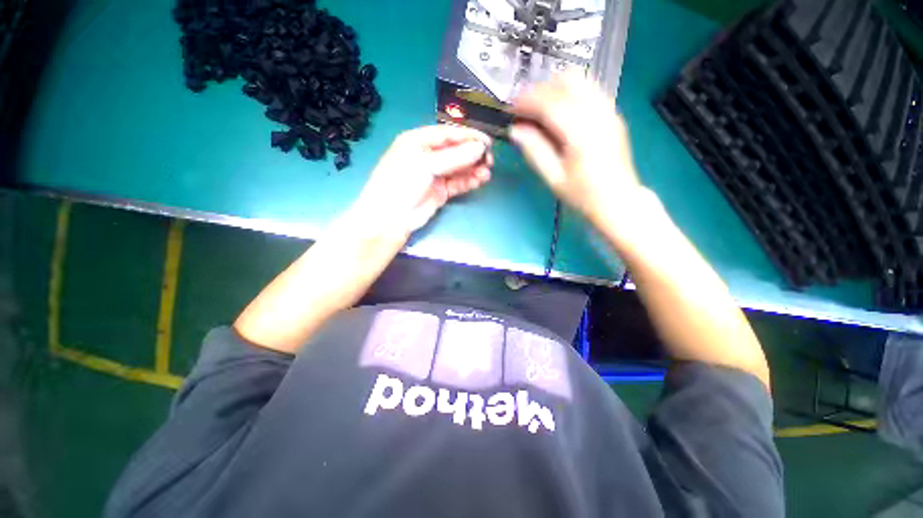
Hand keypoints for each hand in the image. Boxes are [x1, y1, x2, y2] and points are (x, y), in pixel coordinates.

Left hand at [350, 125, 492, 235]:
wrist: (391, 218)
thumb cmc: (402, 183)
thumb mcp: (426, 164)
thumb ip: (454, 157)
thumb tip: (479, 149)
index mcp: (418, 141)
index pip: (448, 134)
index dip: (468, 136)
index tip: (487, 141)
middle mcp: (427, 156)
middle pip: (455, 151)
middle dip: (473, 154)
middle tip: (489, 159)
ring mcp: (434, 175)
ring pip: (458, 168)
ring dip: (473, 169)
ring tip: (487, 172)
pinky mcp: (440, 192)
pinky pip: (458, 183)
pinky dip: (469, 181)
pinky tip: (480, 180)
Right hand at [509, 74, 640, 224]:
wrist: (618, 200)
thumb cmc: (583, 194)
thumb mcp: (554, 178)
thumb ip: (534, 150)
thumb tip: (515, 130)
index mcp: (581, 132)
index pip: (550, 102)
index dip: (527, 101)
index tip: (511, 109)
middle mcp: (598, 113)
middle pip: (567, 81)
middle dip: (540, 89)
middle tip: (524, 109)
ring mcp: (609, 110)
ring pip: (580, 80)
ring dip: (554, 88)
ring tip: (538, 109)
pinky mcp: (613, 113)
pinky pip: (589, 90)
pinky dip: (569, 93)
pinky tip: (558, 112)